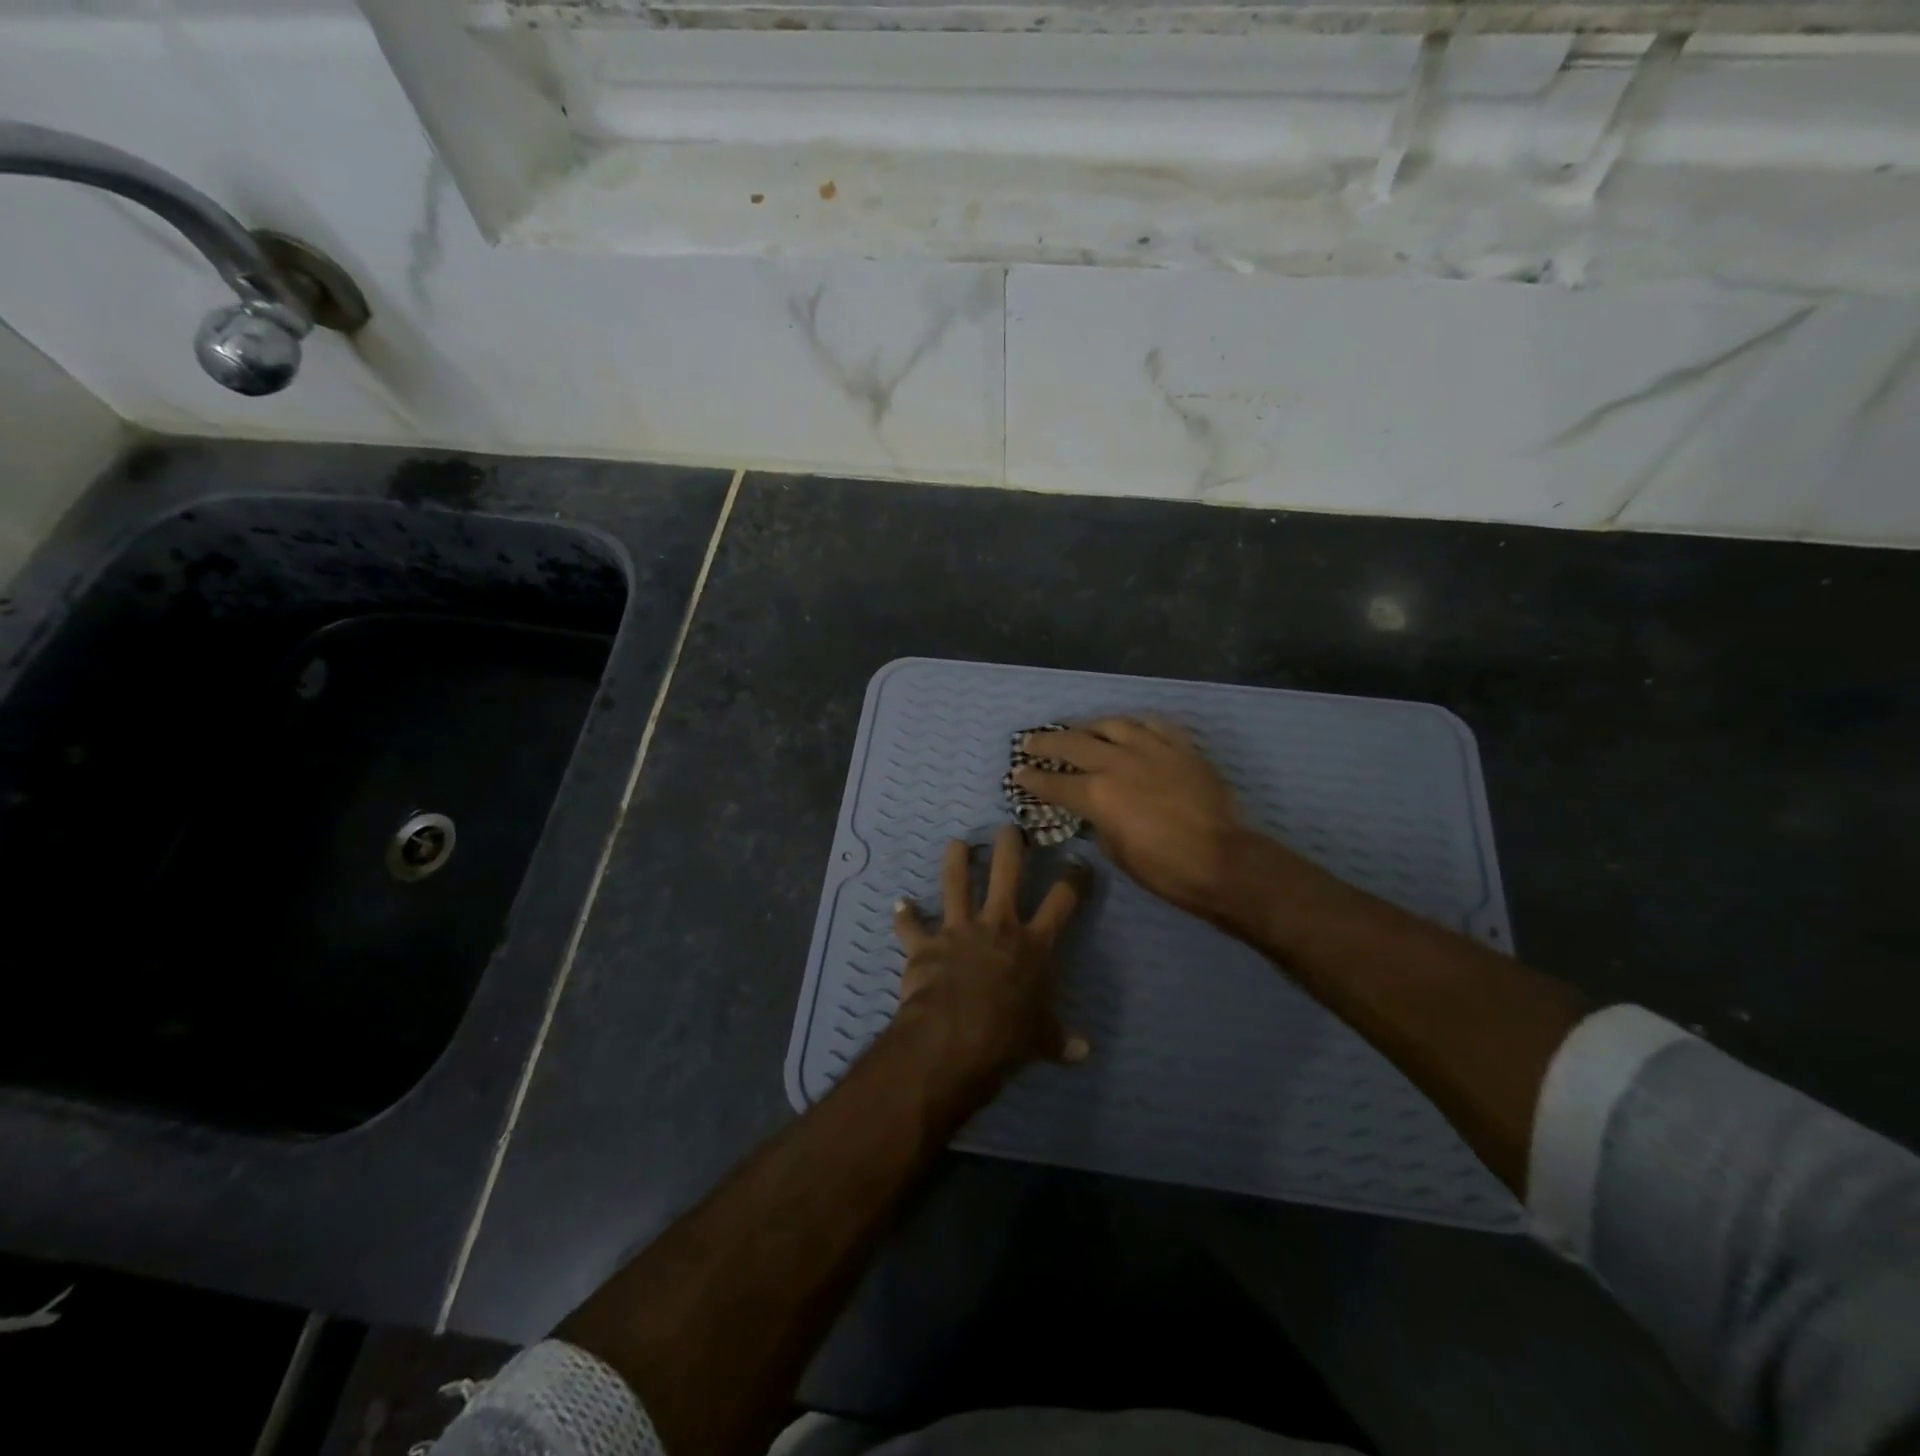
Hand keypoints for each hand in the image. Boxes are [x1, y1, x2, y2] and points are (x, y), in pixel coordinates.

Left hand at [891, 826, 1091, 1082]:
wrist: (954, 1038)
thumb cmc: (1008, 1036)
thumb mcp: (1042, 1040)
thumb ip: (1061, 1040)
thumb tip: (1084, 1053)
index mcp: (1034, 944)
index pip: (1062, 901)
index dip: (1074, 879)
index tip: (1079, 863)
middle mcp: (998, 925)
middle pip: (1006, 872)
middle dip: (1010, 846)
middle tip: (1009, 828)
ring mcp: (959, 930)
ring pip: (956, 883)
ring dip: (956, 861)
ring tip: (956, 843)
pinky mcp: (926, 945)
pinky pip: (911, 927)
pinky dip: (905, 916)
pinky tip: (899, 904)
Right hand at [1012, 716, 1259, 921]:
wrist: (1221, 860)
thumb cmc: (1164, 869)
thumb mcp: (1116, 852)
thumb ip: (1099, 823)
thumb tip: (1095, 812)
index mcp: (1097, 794)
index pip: (1054, 782)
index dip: (1032, 778)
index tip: (1017, 773)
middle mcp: (1118, 762)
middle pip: (1073, 743)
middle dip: (1046, 743)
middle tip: (1031, 742)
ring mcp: (1151, 749)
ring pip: (1111, 724)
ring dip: (1088, 726)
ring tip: (1078, 729)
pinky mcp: (1180, 746)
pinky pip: (1152, 724)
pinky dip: (1134, 724)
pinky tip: (1127, 727)